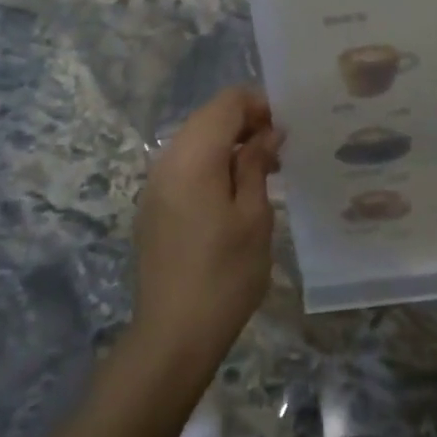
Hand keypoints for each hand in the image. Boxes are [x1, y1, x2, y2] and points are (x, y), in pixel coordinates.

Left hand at [131, 88, 281, 378]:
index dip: (258, 105)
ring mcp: (154, 184)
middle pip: (207, 117)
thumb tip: (267, 132)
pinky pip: (183, 166)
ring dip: (228, 144)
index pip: (226, 103)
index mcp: (194, 157)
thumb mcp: (254, 217)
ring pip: (194, 141)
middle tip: (278, 153)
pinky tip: (232, 194)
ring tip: (261, 173)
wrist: (173, 334)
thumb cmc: (225, 274)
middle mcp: (167, 160)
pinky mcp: (152, 205)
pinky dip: (210, 164)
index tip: (285, 130)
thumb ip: (257, 164)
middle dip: (244, 123)